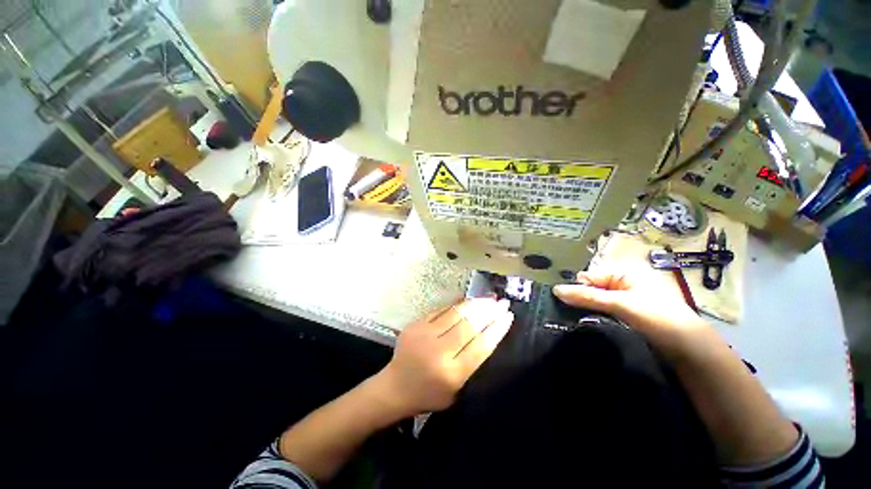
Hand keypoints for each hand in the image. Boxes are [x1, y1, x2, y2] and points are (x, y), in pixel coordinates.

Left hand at [372, 298, 513, 417]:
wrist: (395, 387)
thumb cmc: (429, 394)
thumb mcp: (456, 390)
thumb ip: (471, 363)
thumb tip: (486, 333)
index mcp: (452, 374)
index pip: (481, 346)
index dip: (497, 329)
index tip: (508, 316)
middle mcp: (439, 352)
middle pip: (469, 326)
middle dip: (489, 312)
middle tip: (502, 303)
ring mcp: (424, 335)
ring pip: (456, 313)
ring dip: (475, 304)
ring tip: (488, 298)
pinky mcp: (415, 324)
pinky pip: (440, 309)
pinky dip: (456, 304)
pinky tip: (467, 299)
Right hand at [553, 267, 715, 362]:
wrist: (692, 352)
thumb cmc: (659, 318)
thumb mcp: (621, 304)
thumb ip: (587, 296)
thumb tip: (555, 289)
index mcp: (624, 274)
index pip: (589, 277)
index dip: (576, 288)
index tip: (562, 302)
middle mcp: (624, 285)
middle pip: (592, 290)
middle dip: (580, 300)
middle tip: (566, 313)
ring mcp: (626, 302)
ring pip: (597, 304)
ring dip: (587, 311)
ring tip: (573, 322)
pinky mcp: (628, 318)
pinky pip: (605, 315)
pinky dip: (596, 320)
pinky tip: (587, 327)